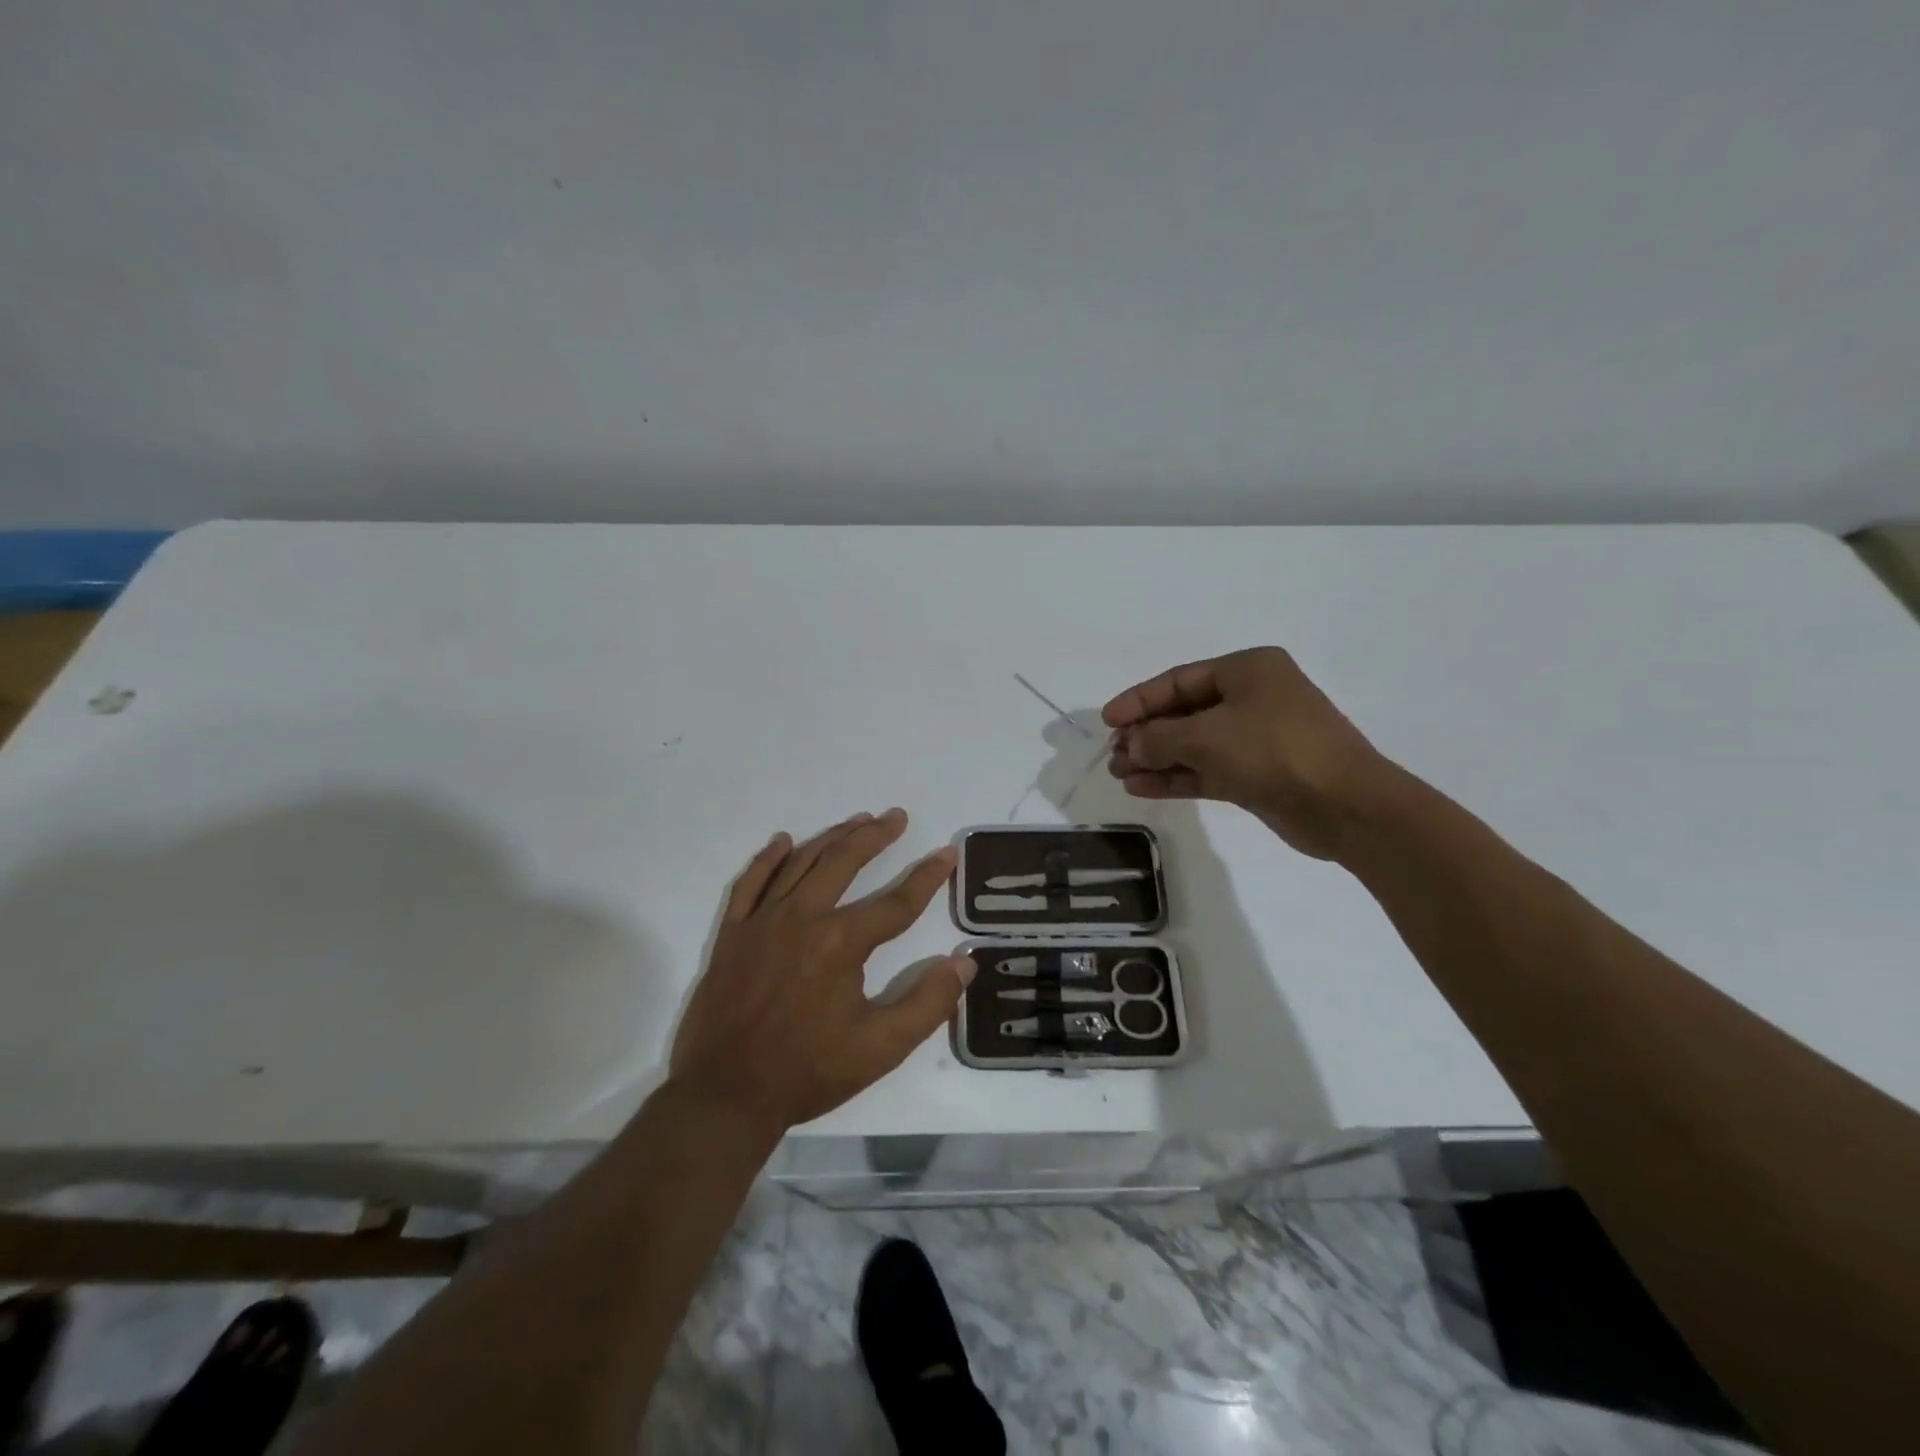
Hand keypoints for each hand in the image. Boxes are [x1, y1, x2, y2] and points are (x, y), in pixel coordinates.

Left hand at [668, 809, 973, 1130]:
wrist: (725, 1096)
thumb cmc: (808, 1072)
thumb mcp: (880, 1049)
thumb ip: (928, 1004)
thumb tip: (965, 963)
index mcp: (840, 943)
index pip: (896, 902)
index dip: (927, 877)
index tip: (947, 853)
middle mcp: (802, 918)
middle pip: (844, 862)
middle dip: (875, 836)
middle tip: (895, 817)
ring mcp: (761, 922)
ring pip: (801, 863)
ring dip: (832, 838)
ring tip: (857, 821)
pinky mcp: (732, 934)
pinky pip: (750, 883)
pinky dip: (768, 859)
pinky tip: (784, 841)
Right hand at [1102, 647, 1389, 859]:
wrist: (1345, 806)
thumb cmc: (1274, 751)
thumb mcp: (1207, 737)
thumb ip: (1159, 737)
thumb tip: (1131, 744)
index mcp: (1247, 670)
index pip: (1179, 680)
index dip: (1139, 700)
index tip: (1107, 721)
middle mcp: (1252, 698)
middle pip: (1184, 712)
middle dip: (1146, 734)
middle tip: (1113, 755)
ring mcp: (1256, 738)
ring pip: (1194, 744)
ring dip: (1157, 759)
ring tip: (1121, 775)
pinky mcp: (1258, 774)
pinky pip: (1207, 769)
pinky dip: (1177, 777)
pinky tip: (1143, 788)